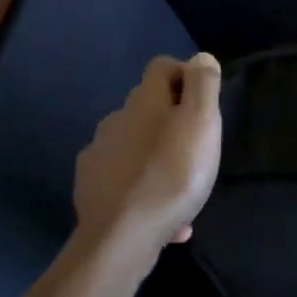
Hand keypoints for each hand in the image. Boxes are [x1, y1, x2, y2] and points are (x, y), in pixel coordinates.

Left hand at [73, 54, 222, 256]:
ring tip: (183, 189)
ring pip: (136, 146)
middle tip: (198, 148)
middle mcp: (116, 120)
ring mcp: (99, 155)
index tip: (204, 103)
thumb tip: (200, 58)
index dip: (185, 75)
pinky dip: (146, 192)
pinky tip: (168, 221)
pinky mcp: (91, 189)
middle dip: (173, 121)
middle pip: (147, 107)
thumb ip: (203, 85)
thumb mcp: (202, 123)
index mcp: (143, 100)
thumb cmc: (172, 175)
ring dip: (159, 158)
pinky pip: (126, 182)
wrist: (121, 239)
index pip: (161, 66)